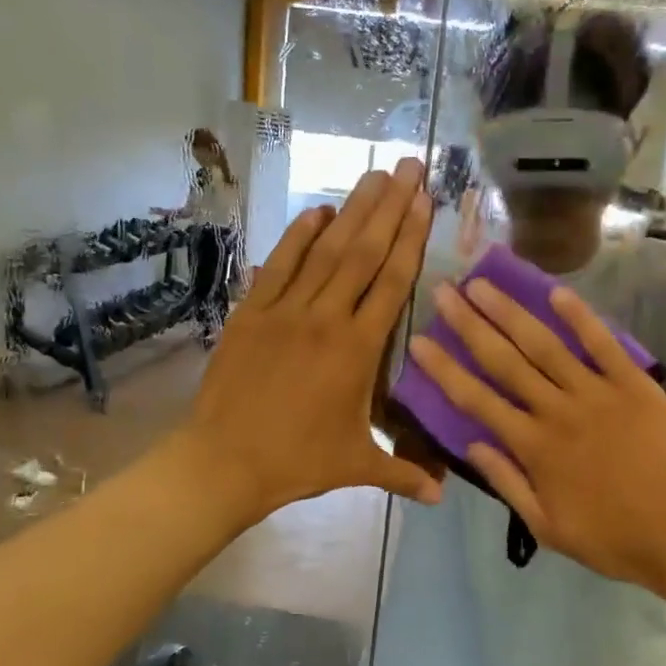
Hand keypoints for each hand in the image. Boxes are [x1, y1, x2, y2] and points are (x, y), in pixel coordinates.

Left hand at [175, 161, 439, 525]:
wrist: (224, 462)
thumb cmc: (297, 462)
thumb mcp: (356, 466)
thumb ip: (403, 473)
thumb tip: (442, 497)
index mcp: (358, 350)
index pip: (392, 282)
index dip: (411, 238)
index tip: (424, 201)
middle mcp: (326, 318)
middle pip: (363, 253)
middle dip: (389, 207)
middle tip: (407, 167)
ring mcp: (285, 311)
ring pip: (325, 251)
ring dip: (351, 210)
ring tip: (373, 176)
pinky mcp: (252, 313)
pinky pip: (279, 265)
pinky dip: (298, 236)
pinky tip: (317, 211)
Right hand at [406, 278, 665, 596]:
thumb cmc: (612, 538)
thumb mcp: (547, 528)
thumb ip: (507, 483)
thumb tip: (471, 445)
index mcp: (533, 447)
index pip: (476, 400)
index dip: (444, 369)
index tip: (419, 341)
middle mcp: (557, 411)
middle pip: (504, 360)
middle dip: (470, 324)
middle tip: (444, 290)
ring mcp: (597, 394)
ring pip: (545, 345)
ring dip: (511, 312)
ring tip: (484, 283)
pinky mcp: (634, 385)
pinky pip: (603, 344)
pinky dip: (580, 317)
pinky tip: (556, 291)